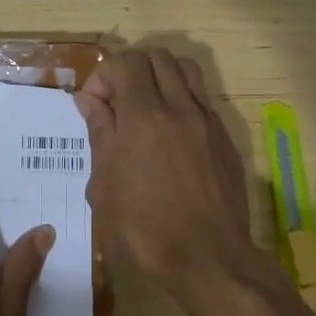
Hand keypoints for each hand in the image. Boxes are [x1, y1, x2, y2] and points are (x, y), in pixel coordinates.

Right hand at [74, 47, 265, 300]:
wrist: (208, 258)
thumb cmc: (145, 228)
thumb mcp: (105, 185)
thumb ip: (100, 134)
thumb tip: (91, 101)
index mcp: (145, 117)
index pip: (125, 63)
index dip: (102, 76)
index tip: (93, 105)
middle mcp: (180, 108)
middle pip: (157, 56)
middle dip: (130, 68)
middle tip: (116, 100)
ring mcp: (207, 121)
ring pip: (185, 69)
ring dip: (159, 75)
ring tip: (144, 105)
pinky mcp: (224, 138)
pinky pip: (201, 98)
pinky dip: (180, 98)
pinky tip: (169, 131)